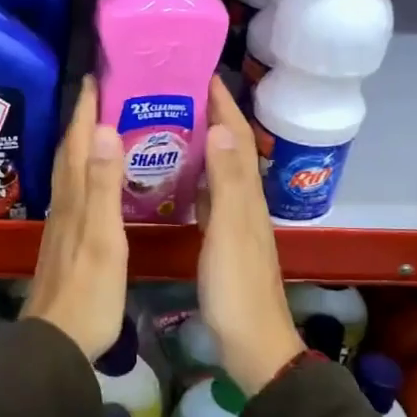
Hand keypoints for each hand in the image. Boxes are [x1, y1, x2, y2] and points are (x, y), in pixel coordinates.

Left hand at [22, 77, 127, 359]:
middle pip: (69, 152)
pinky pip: (76, 193)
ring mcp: (62, 225)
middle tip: (101, 93)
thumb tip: (101, 130)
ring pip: (70, 172)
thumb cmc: (88, 292)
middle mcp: (64, 205)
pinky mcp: (66, 242)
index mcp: (74, 199)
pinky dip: (85, 175)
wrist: (58, 341)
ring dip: (81, 145)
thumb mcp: (102, 237)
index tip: (95, 77)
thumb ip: (102, 186)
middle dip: (82, 120)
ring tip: (101, 127)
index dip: (84, 109)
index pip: (77, 143)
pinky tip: (96, 181)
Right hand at [198, 77, 300, 395]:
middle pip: (227, 146)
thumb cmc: (237, 288)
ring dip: (198, 141)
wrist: (252, 344)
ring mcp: (232, 219)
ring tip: (165, 121)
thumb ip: (227, 183)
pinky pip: (206, 194)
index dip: (221, 102)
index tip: (196, 71)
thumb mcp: (230, 233)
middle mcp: (244, 199)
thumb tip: (220, 129)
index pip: (236, 135)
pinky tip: (171, 174)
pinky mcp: (220, 238)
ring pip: (217, 168)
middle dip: (206, 114)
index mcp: (247, 194)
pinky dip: (192, 175)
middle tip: (170, 91)